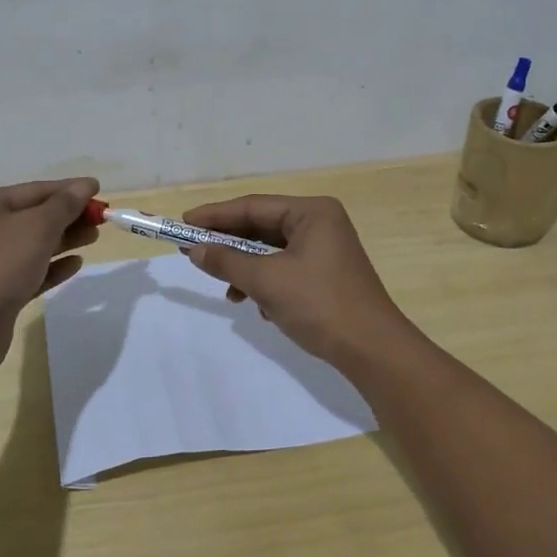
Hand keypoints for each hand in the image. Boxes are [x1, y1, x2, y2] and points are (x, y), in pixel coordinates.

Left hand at [0, 177, 98, 378]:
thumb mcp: (37, 227)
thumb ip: (64, 205)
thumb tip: (85, 185)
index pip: (32, 190)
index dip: (67, 189)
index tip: (98, 190)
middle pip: (32, 217)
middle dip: (68, 216)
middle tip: (101, 219)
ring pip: (32, 245)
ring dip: (64, 240)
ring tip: (94, 237)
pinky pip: (28, 272)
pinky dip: (51, 267)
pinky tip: (75, 264)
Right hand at [180, 195, 413, 370]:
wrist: (372, 350)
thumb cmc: (320, 305)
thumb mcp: (267, 281)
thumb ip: (228, 262)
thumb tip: (195, 250)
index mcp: (312, 212)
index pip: (254, 206)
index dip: (216, 215)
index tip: (184, 223)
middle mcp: (321, 223)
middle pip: (263, 227)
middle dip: (230, 244)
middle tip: (193, 252)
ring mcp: (326, 250)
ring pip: (272, 251)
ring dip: (247, 269)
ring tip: (228, 291)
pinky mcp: (327, 275)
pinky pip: (286, 269)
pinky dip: (266, 283)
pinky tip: (257, 306)